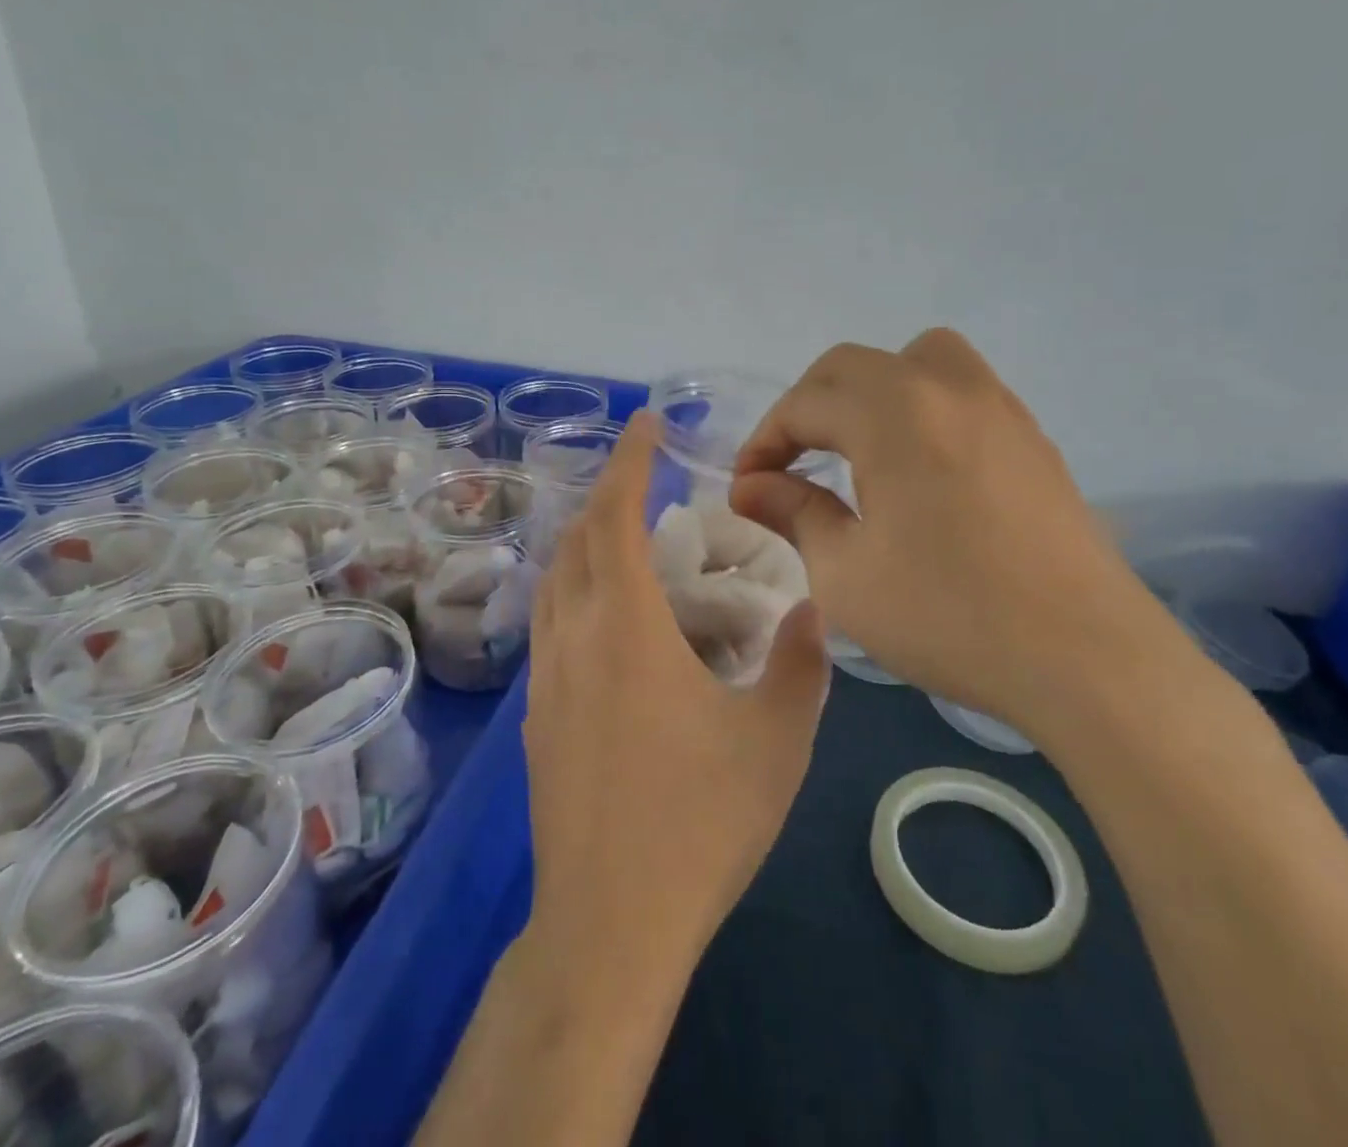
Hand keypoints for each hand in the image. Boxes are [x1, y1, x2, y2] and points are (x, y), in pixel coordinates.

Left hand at [524, 411, 829, 975]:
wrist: (609, 923)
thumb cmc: (699, 823)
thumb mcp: (777, 739)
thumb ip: (800, 663)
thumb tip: (809, 608)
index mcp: (625, 628)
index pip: (613, 515)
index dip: (628, 461)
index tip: (646, 425)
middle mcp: (573, 638)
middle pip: (576, 541)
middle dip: (608, 497)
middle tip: (652, 486)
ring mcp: (546, 680)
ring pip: (555, 582)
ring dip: (587, 545)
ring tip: (633, 542)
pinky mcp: (537, 718)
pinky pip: (551, 625)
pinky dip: (578, 592)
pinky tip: (615, 622)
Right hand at [731, 329, 1179, 737]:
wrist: (1085, 658)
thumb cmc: (948, 616)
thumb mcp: (845, 574)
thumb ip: (793, 513)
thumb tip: (750, 487)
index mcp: (893, 413)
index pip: (805, 403)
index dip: (764, 441)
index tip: (748, 486)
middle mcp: (946, 388)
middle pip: (852, 367)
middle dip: (808, 408)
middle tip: (790, 464)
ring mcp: (998, 407)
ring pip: (916, 360)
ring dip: (869, 392)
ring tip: (857, 449)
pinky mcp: (1031, 437)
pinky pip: (960, 390)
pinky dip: (920, 407)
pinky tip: (919, 469)